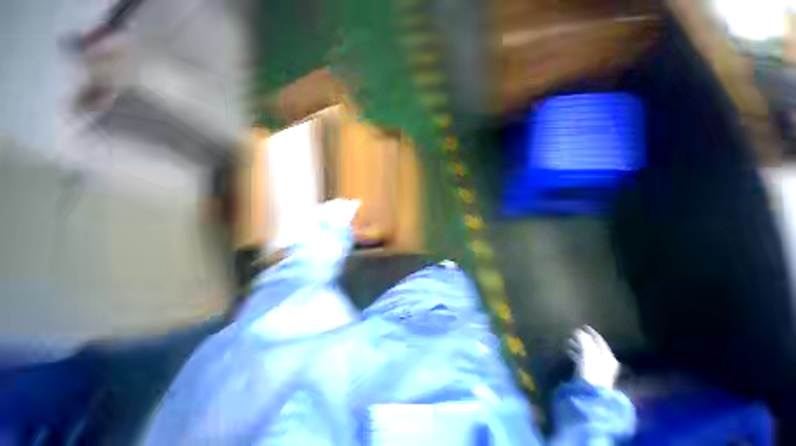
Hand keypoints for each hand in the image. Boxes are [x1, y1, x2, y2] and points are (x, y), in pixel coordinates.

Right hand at [567, 325, 619, 388]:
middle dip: (583, 339)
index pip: (599, 340)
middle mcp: (605, 361)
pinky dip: (576, 353)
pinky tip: (568, 351)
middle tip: (572, 332)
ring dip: (578, 346)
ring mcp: (597, 368)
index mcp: (607, 355)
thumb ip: (583, 340)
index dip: (591, 332)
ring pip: (587, 353)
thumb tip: (578, 330)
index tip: (583, 325)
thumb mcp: (587, 352)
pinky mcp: (589, 373)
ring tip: (568, 341)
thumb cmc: (591, 370)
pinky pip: (582, 359)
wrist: (590, 392)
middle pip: (593, 347)